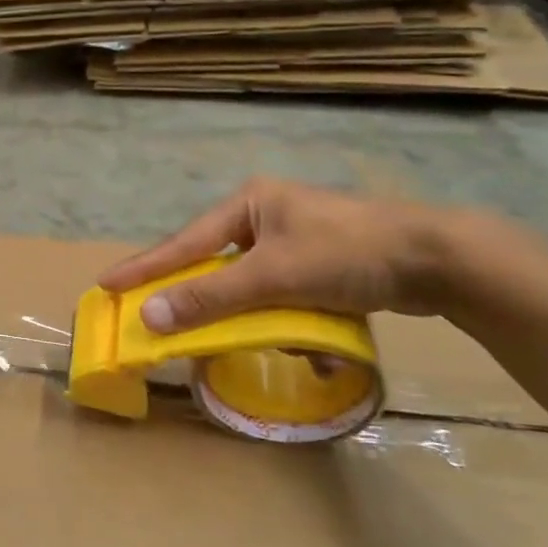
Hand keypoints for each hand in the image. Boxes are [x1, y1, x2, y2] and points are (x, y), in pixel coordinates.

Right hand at [98, 180, 456, 331]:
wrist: (441, 260)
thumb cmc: (348, 252)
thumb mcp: (272, 275)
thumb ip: (210, 296)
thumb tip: (150, 317)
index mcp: (248, 203)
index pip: (183, 242)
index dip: (145, 268)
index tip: (106, 285)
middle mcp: (266, 216)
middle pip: (215, 265)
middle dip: (202, 298)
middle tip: (162, 321)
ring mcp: (295, 241)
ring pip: (251, 286)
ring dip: (254, 317)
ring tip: (258, 339)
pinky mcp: (321, 266)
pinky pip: (285, 296)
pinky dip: (289, 320)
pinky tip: (311, 343)